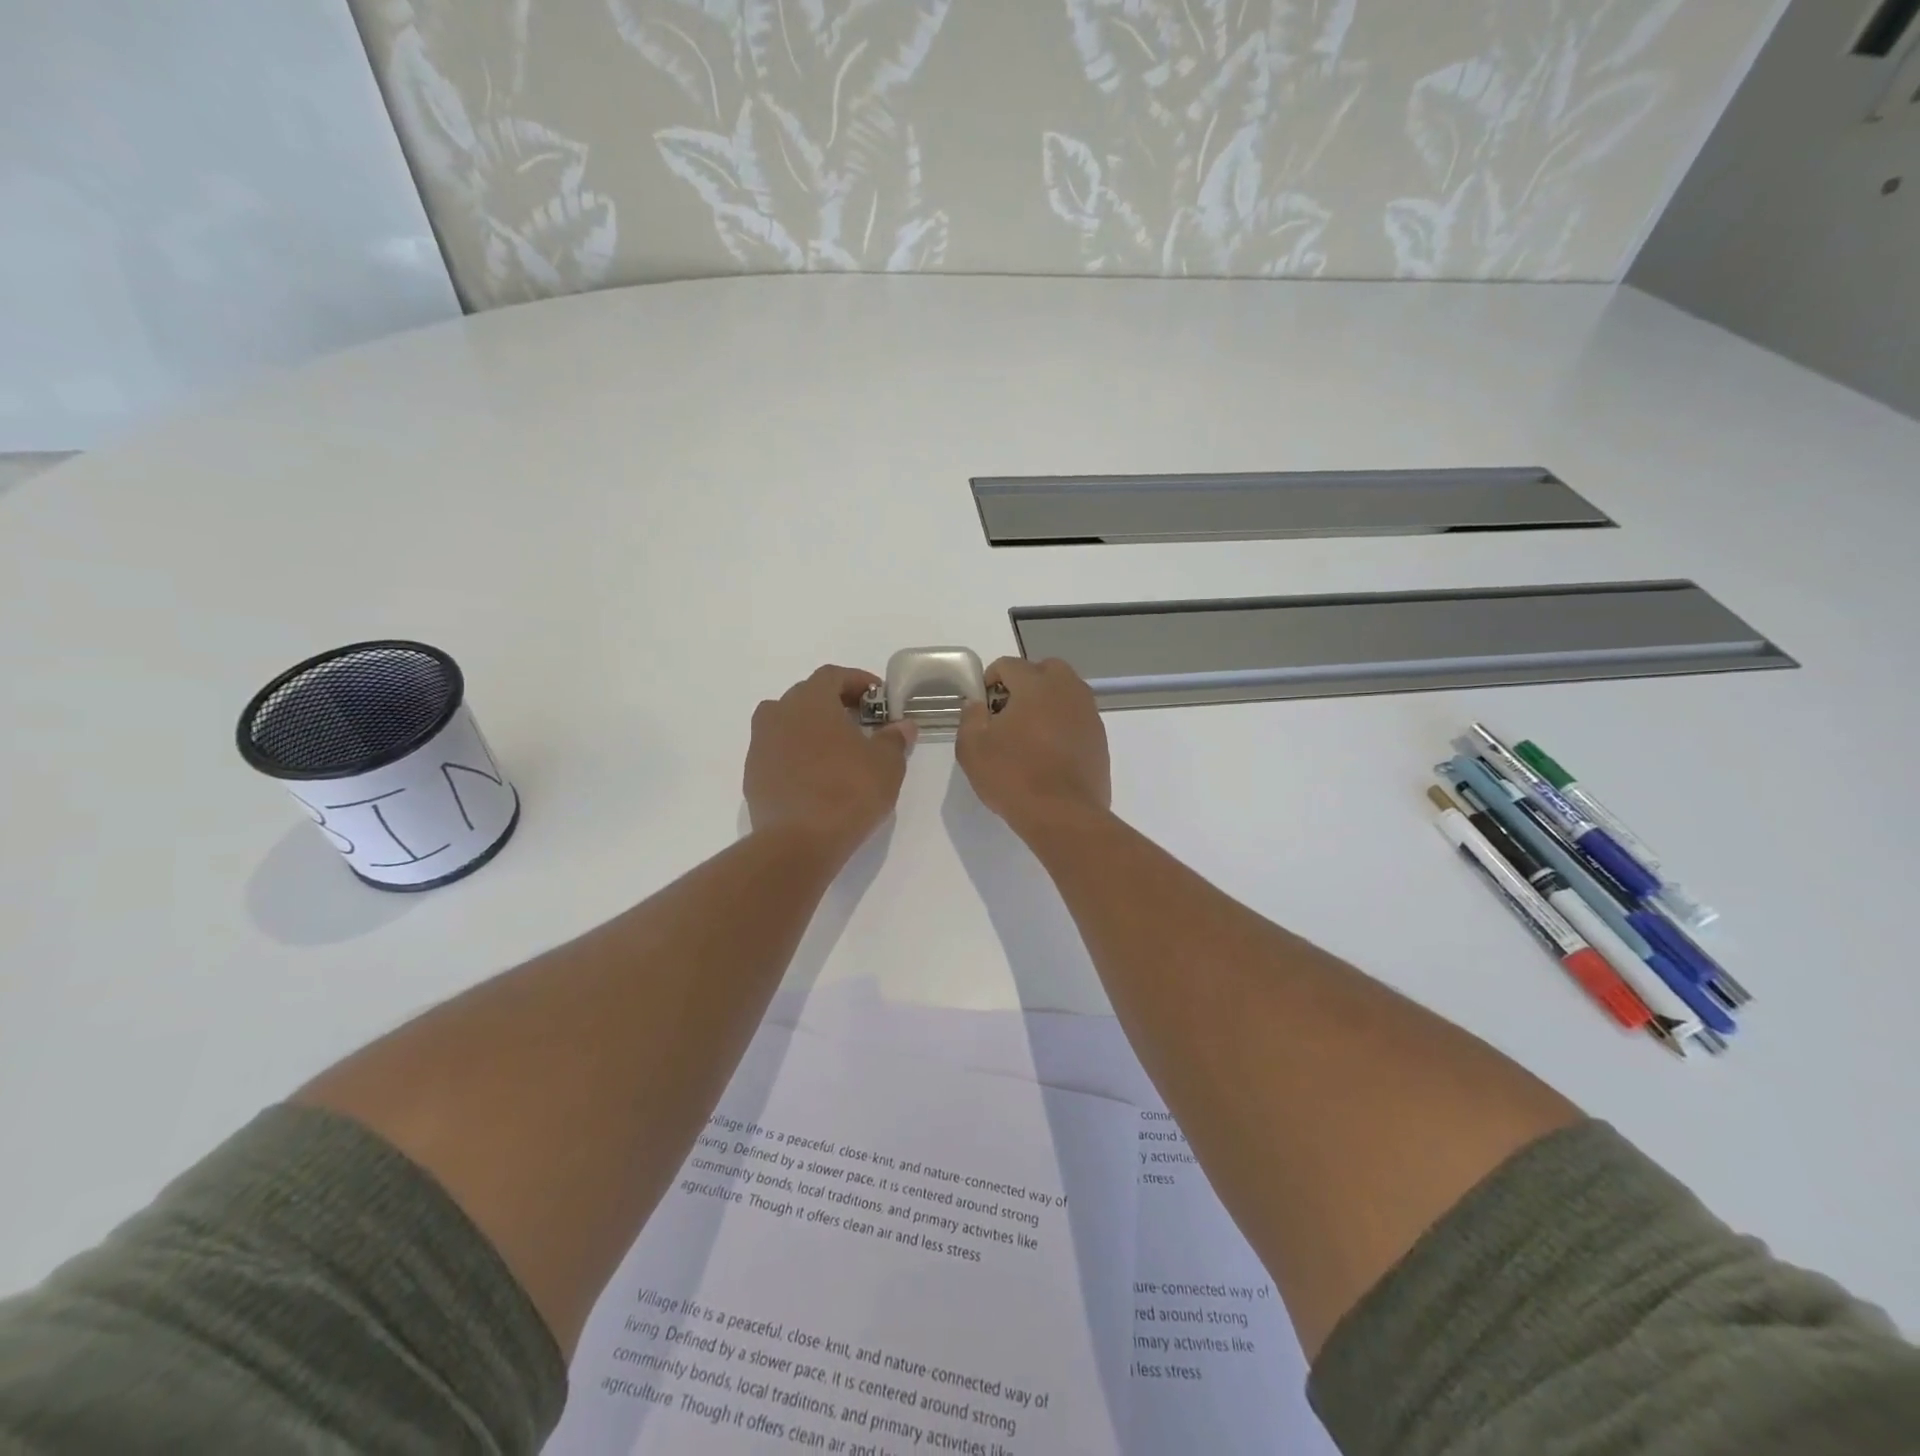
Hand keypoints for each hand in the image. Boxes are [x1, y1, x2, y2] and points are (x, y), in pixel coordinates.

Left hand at [745, 665, 914, 856]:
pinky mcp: (753, 774)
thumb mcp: (886, 764)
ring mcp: (760, 744)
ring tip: (837, 750)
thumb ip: (895, 739)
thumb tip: (902, 726)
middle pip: (807, 696)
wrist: (798, 842)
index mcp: (810, 700)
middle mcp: (779, 713)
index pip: (833, 675)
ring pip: (788, 724)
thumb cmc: (848, 791)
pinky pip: (779, 752)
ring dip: (812, 729)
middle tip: (861, 723)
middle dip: (835, 704)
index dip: (858, 682)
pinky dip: (797, 755)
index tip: (878, 698)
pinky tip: (817, 777)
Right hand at [956, 657, 1109, 838]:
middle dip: (1026, 682)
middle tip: (1009, 712)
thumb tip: (978, 704)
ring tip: (1029, 733)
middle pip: (1045, 669)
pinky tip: (1049, 752)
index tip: (983, 707)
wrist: (1063, 815)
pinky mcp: (1100, 738)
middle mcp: (1067, 690)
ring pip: (1066, 692)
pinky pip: (1077, 717)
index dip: (990, 681)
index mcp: (1035, 685)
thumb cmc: (1013, 776)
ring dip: (1047, 701)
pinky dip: (1063, 723)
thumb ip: (970, 717)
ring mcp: (1088, 714)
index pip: (1009, 664)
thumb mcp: (972, 748)